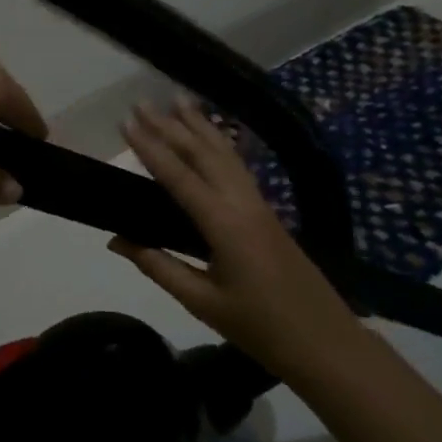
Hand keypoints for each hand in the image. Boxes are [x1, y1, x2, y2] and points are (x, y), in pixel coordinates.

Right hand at [111, 98, 359, 380]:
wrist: (325, 342)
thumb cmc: (260, 327)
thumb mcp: (202, 301)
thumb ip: (158, 265)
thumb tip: (116, 239)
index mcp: (224, 223)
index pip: (179, 176)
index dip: (150, 148)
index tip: (126, 123)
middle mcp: (242, 202)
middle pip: (203, 153)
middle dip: (171, 126)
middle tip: (142, 102)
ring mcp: (259, 203)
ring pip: (225, 153)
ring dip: (200, 125)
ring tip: (179, 99)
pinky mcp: (267, 211)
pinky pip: (238, 165)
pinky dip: (220, 144)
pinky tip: (213, 137)